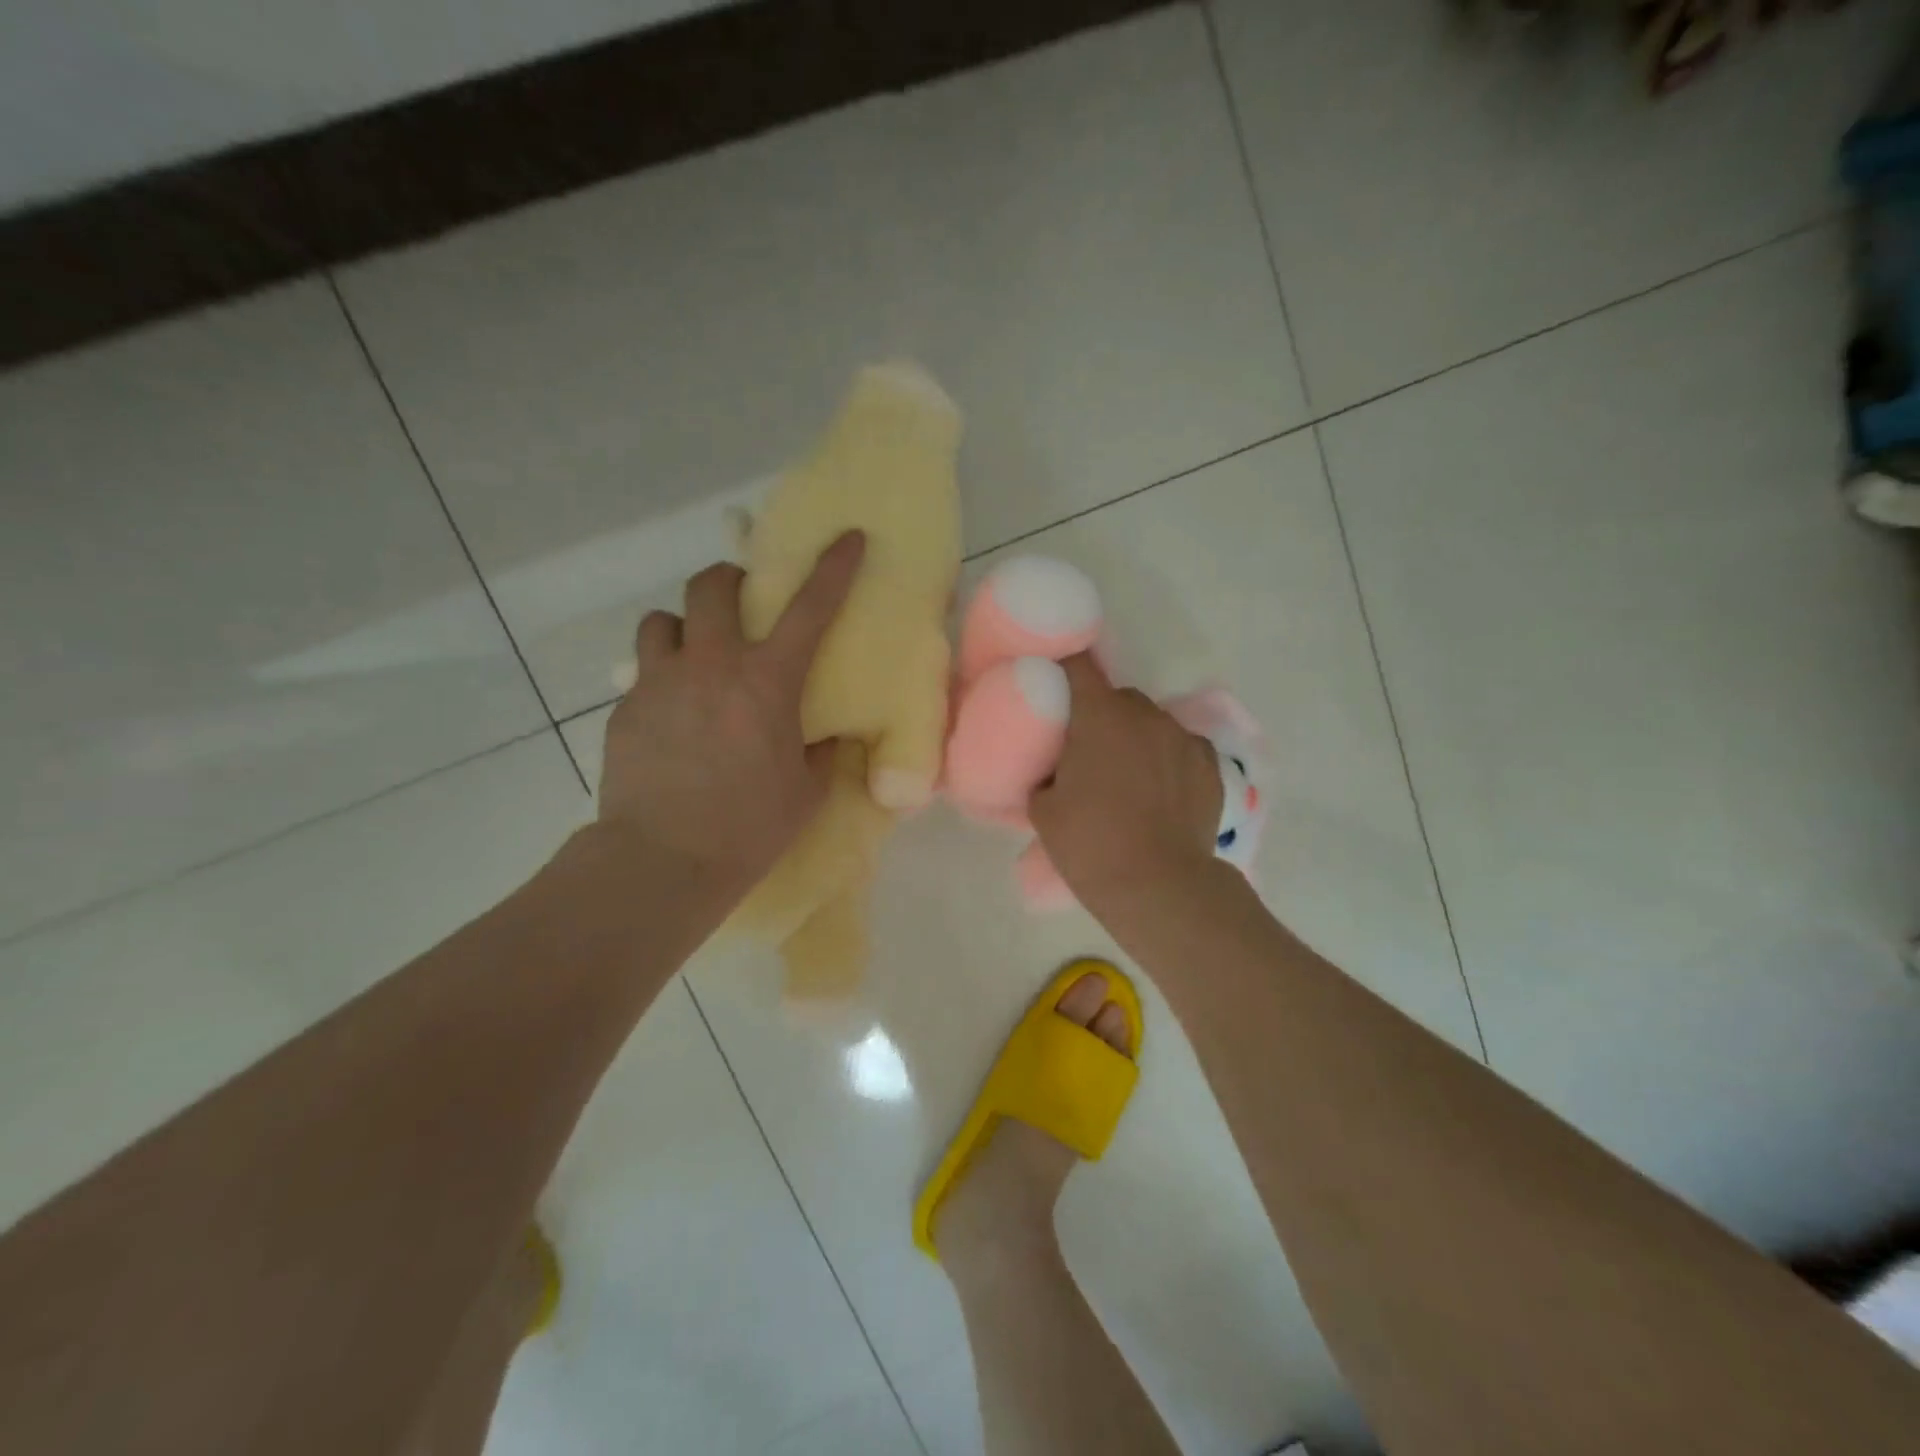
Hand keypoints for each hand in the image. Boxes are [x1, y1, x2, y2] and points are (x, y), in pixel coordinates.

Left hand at [596, 531, 864, 895]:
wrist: (663, 861)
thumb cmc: (748, 828)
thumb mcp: (806, 792)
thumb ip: (820, 752)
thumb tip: (826, 736)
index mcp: (767, 683)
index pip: (810, 608)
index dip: (833, 567)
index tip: (848, 536)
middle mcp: (711, 666)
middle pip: (711, 587)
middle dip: (729, 581)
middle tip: (741, 604)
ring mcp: (661, 683)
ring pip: (662, 621)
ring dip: (683, 627)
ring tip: (693, 656)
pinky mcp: (626, 709)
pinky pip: (643, 673)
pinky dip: (662, 678)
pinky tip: (671, 716)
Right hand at [1029, 654, 1223, 909]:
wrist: (1158, 886)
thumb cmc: (1090, 843)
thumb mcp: (1043, 810)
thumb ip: (1044, 775)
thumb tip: (1053, 771)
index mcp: (1100, 716)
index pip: (1078, 666)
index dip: (1063, 670)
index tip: (1054, 687)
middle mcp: (1145, 715)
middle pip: (1118, 698)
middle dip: (1102, 716)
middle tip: (1088, 752)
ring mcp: (1183, 738)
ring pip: (1152, 723)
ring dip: (1137, 737)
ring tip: (1129, 778)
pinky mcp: (1210, 765)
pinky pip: (1181, 748)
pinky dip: (1168, 760)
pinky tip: (1161, 792)